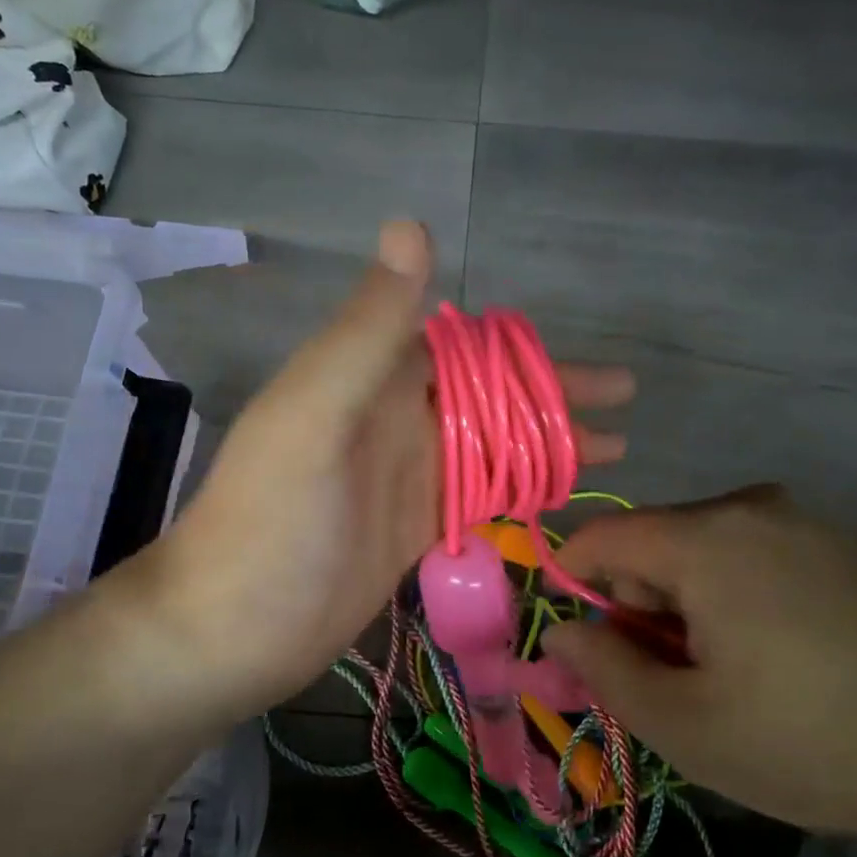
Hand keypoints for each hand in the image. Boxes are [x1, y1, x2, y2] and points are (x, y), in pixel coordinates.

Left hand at [113, 221, 632, 725]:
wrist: (229, 631)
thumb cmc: (270, 520)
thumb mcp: (315, 413)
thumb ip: (369, 327)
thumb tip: (412, 225)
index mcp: (372, 379)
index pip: (464, 346)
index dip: (525, 350)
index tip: (586, 360)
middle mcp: (394, 418)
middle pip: (491, 394)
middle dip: (554, 394)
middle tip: (626, 399)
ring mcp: (407, 474)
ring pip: (494, 443)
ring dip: (548, 440)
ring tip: (615, 446)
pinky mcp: (414, 524)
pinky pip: (480, 491)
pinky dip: (522, 485)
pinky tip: (562, 490)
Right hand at [541, 486, 856, 840]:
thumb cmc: (817, 740)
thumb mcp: (688, 725)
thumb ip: (605, 670)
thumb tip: (561, 632)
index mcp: (704, 539)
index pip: (600, 535)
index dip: (574, 584)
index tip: (591, 647)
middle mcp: (748, 508)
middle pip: (652, 542)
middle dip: (640, 605)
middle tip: (677, 681)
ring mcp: (801, 519)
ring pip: (701, 548)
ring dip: (688, 604)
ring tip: (733, 675)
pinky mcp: (838, 541)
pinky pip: (750, 552)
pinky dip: (734, 594)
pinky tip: (780, 654)